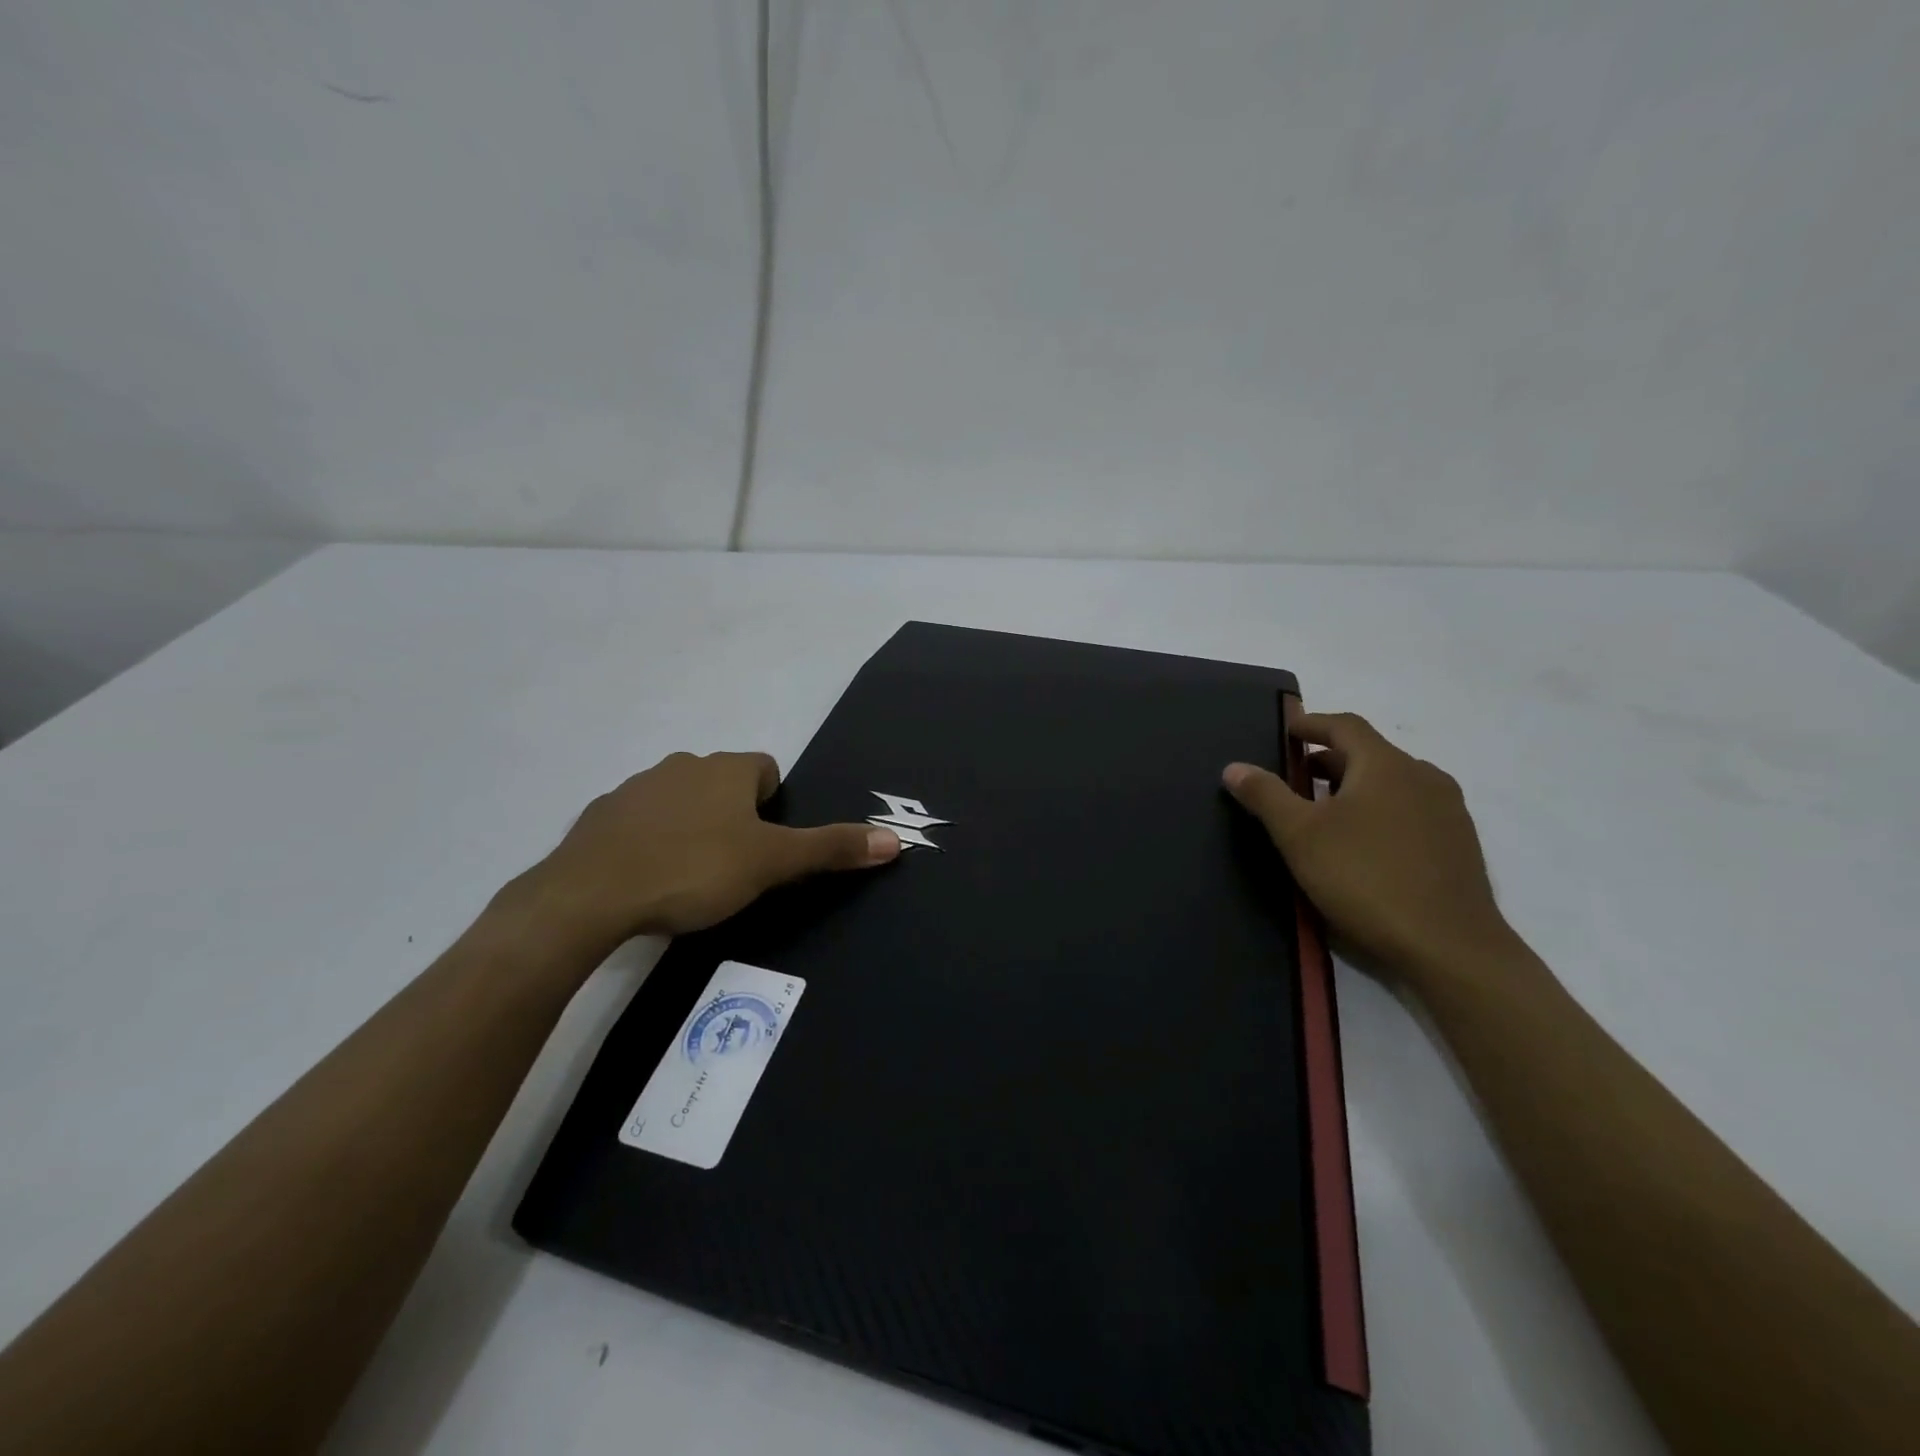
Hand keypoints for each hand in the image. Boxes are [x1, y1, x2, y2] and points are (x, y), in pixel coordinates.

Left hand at [505, 751, 899, 953]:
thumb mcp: (773, 864)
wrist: (591, 895)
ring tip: (690, 877)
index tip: (764, 846)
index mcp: (726, 769)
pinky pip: (639, 822)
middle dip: (733, 817)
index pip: (765, 769)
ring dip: (691, 827)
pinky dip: (650, 841)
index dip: (773, 806)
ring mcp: (635, 787)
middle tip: (733, 866)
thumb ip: (831, 848)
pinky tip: (647, 879)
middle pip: (723, 783)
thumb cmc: (695, 870)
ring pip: (680, 800)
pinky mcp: (600, 816)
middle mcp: (682, 765)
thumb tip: (896, 839)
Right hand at [1222, 712, 1512, 989]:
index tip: (1286, 731)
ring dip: (1355, 788)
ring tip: (1323, 813)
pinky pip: (1411, 812)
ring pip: (1392, 785)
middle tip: (1293, 777)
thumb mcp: (1300, 835)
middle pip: (1369, 754)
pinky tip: (1362, 846)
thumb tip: (1234, 767)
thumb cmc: (1366, 878)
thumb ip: (1266, 795)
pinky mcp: (1459, 847)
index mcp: (1386, 765)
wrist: (1450, 948)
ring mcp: (1448, 813)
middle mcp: (1423, 777)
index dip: (1311, 723)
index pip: (1345, 726)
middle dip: (1328, 760)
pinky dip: (1380, 813)